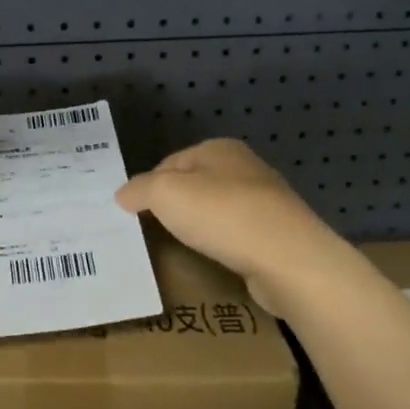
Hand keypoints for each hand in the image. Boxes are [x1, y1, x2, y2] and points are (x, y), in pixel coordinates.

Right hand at [116, 139, 345, 315]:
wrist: (287, 258)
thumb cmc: (221, 215)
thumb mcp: (165, 194)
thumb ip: (139, 190)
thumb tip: (122, 194)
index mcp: (219, 149)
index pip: (170, 162)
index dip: (149, 186)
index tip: (134, 213)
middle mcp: (245, 168)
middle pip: (195, 185)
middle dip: (175, 206)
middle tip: (153, 231)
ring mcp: (266, 202)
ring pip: (218, 210)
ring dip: (201, 227)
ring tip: (183, 247)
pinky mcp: (278, 234)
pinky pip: (238, 235)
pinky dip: (223, 245)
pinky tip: (215, 259)